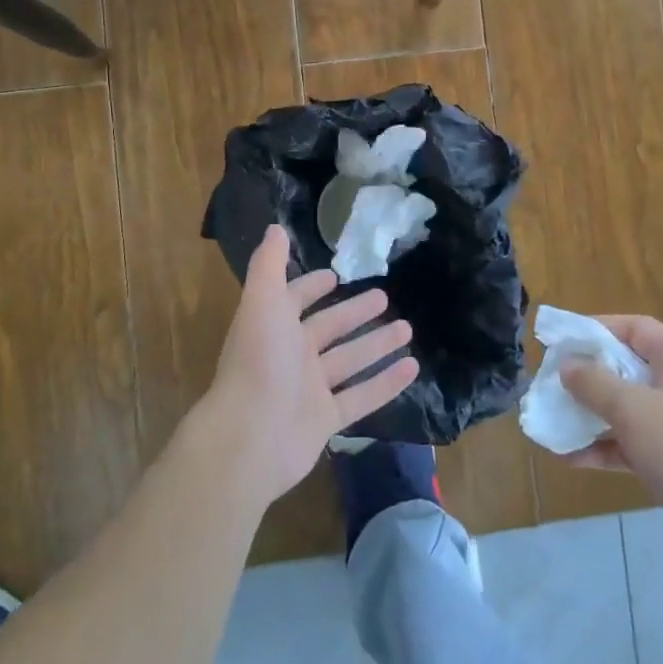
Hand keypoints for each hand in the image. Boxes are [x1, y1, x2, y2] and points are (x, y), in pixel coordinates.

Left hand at [201, 225, 418, 507]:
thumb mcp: (263, 302)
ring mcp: (309, 389)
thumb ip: (269, 265)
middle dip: (354, 312)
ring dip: (376, 344)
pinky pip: (362, 397)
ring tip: (408, 329)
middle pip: (329, 328)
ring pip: (349, 360)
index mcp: (274, 326)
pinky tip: (413, 368)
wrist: (249, 436)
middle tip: (385, 297)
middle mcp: (291, 355)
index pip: (294, 299)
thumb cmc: (258, 361)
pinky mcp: (326, 420)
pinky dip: (386, 383)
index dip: (311, 286)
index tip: (335, 275)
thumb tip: (274, 227)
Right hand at [561, 316, 662, 587]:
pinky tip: (570, 458)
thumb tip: (568, 365)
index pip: (634, 328)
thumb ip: (594, 383)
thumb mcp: (634, 410)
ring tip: (553, 422)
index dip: (596, 329)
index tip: (560, 340)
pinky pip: (633, 444)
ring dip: (591, 415)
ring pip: (627, 409)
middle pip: (626, 368)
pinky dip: (605, 448)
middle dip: (587, 376)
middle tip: (550, 383)